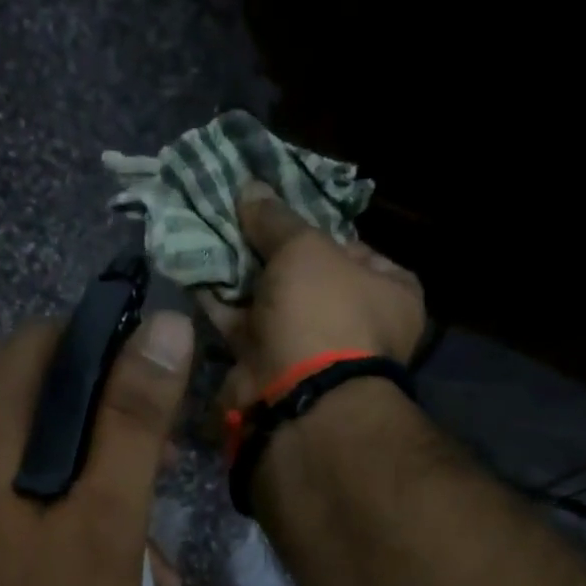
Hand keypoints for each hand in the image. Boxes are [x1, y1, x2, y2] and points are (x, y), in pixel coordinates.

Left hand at [0, 310, 194, 585]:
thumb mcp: (107, 519)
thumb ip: (134, 422)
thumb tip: (166, 328)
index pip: (46, 341)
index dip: (109, 356)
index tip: (158, 403)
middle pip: (40, 396)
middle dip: (110, 430)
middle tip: (163, 475)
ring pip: (30, 447)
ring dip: (92, 478)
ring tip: (149, 541)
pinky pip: (9, 484)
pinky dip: (58, 504)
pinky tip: (104, 557)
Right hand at [203, 181, 425, 410]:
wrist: (300, 399)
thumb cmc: (323, 313)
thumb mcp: (304, 249)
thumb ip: (276, 219)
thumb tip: (250, 187)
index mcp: (390, 293)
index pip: (354, 248)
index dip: (315, 228)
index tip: (279, 212)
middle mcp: (357, 326)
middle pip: (306, 278)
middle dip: (268, 254)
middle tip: (234, 220)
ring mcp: (312, 354)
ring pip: (271, 305)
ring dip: (240, 277)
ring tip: (205, 236)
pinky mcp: (272, 373)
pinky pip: (245, 330)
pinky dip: (223, 306)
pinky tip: (195, 272)